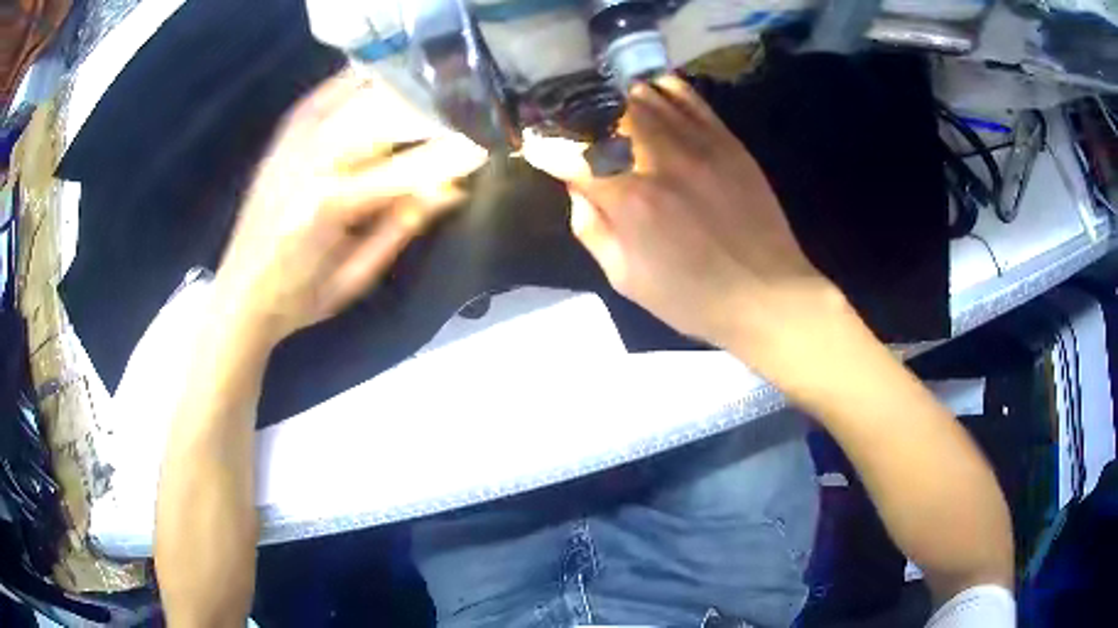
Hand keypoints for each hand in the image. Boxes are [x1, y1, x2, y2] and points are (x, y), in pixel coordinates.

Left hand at [214, 72, 487, 343]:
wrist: (240, 292)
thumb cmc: (299, 297)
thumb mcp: (356, 277)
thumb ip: (401, 227)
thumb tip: (450, 188)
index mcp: (332, 202)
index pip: (409, 166)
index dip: (452, 154)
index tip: (485, 148)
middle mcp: (313, 158)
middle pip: (387, 114)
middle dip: (432, 112)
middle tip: (465, 117)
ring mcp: (296, 139)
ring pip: (363, 95)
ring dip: (403, 93)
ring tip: (435, 96)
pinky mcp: (285, 134)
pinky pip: (330, 91)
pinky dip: (361, 82)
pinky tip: (383, 80)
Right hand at [527, 76, 850, 382]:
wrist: (768, 293)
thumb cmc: (694, 298)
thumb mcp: (626, 280)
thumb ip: (592, 229)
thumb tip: (578, 188)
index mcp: (629, 199)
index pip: (569, 154)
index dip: (543, 147)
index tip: (535, 147)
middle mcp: (658, 157)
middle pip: (603, 112)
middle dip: (579, 120)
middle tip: (576, 131)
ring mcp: (697, 142)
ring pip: (640, 96)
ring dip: (615, 104)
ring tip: (611, 118)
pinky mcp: (726, 139)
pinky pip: (685, 95)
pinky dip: (660, 92)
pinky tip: (651, 103)